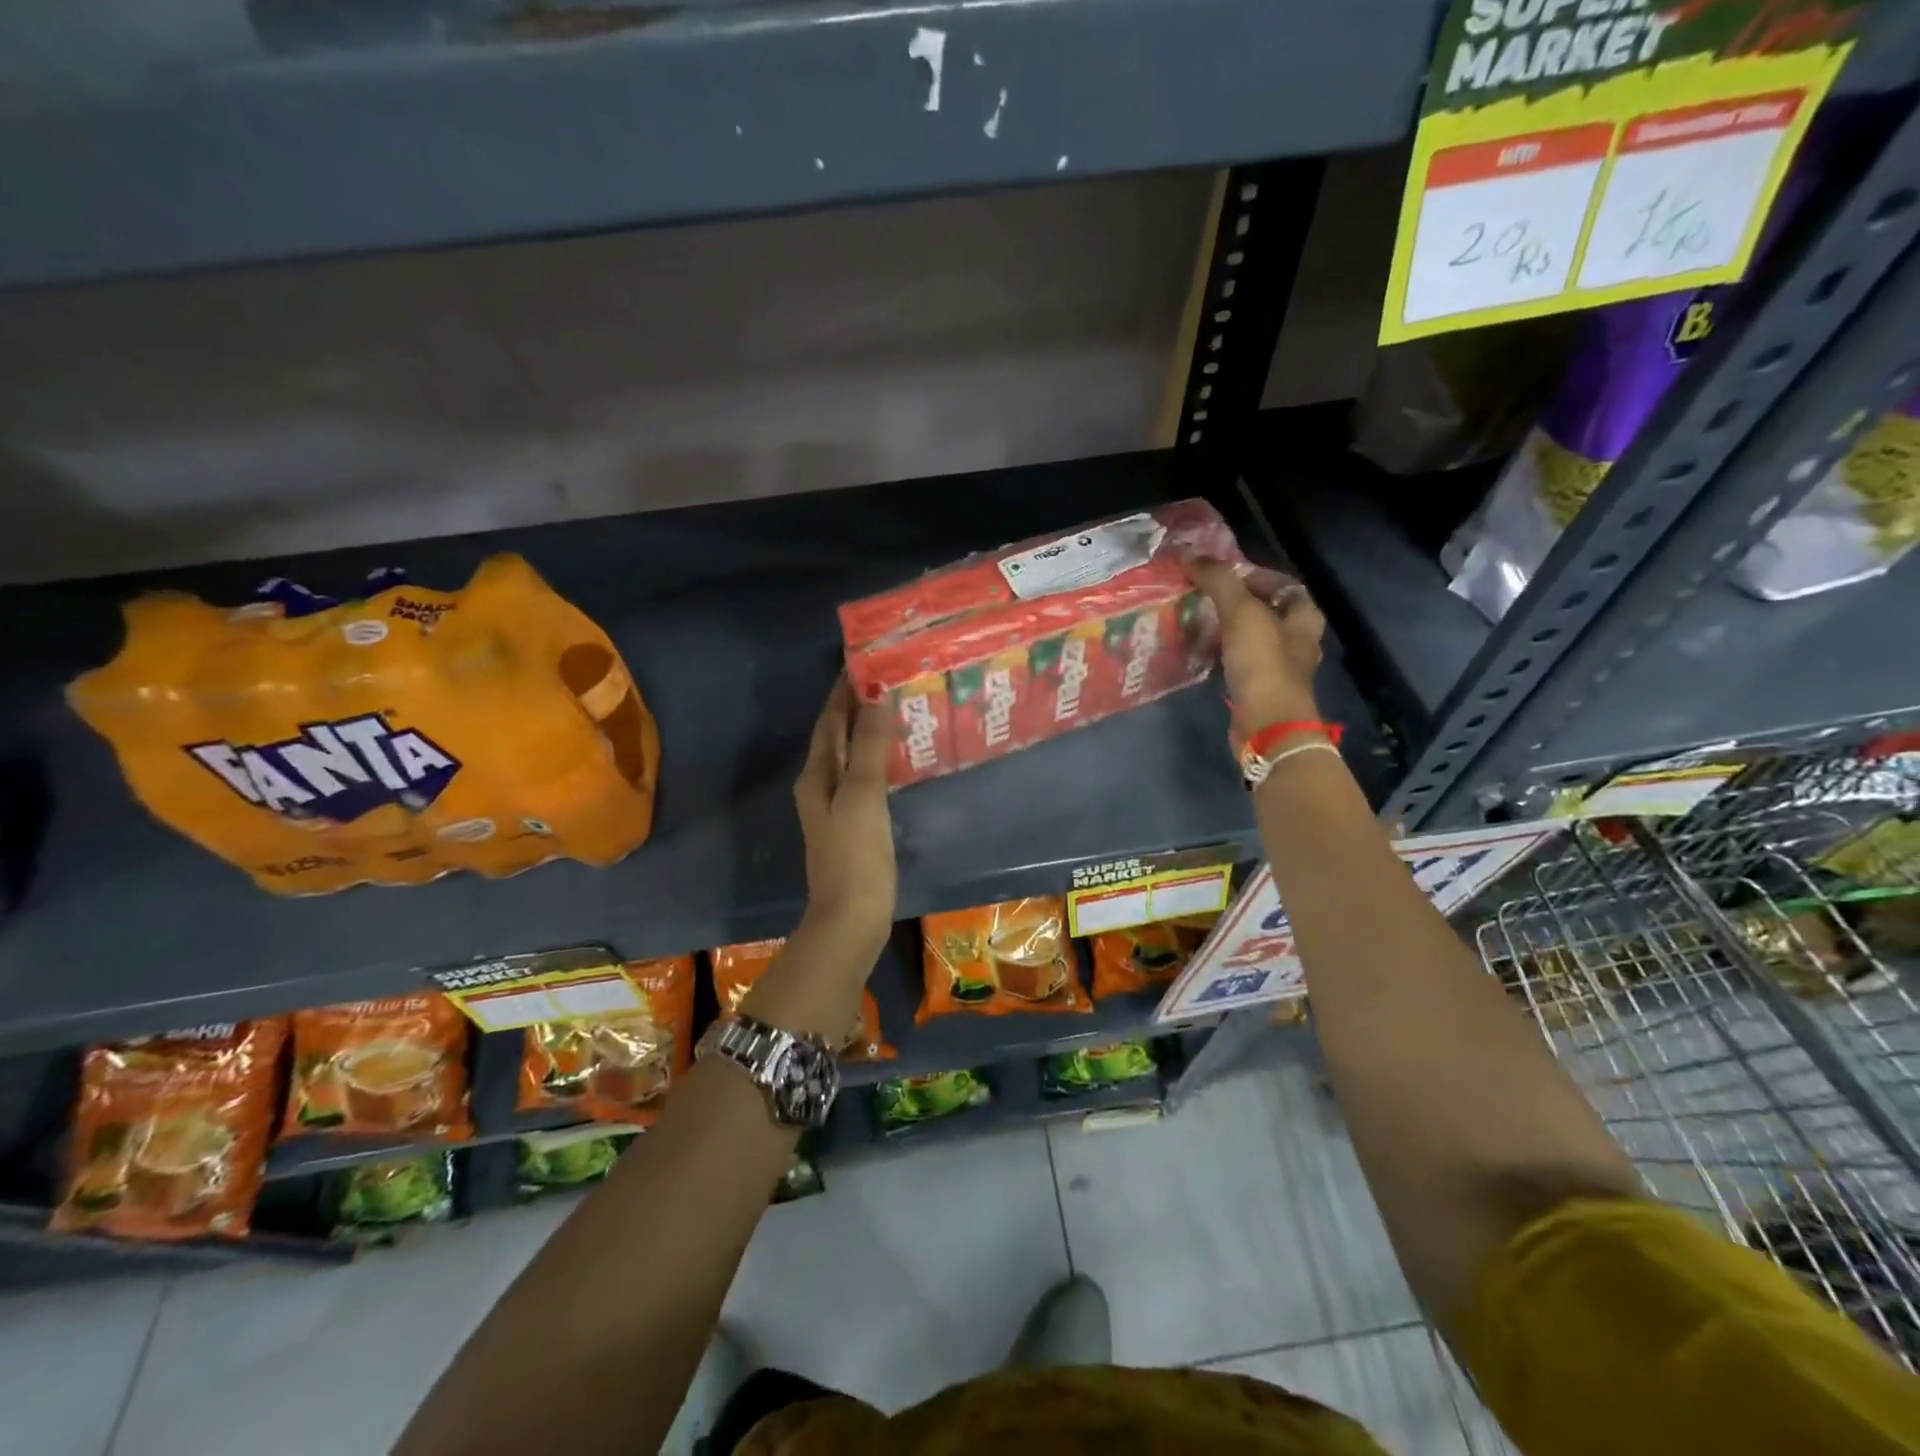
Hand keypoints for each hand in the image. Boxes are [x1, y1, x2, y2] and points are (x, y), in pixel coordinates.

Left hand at [792, 677, 897, 959]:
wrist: (851, 919)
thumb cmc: (855, 855)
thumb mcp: (862, 796)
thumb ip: (867, 746)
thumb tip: (874, 695)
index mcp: (817, 775)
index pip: (829, 720)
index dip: (843, 690)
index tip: (864, 659)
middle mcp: (821, 785)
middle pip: (837, 735)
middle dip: (857, 706)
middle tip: (889, 677)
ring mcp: (837, 807)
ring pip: (851, 756)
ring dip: (868, 730)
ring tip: (898, 707)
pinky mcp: (856, 825)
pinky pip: (865, 778)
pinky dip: (878, 758)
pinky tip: (898, 757)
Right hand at [1183, 555, 1325, 736]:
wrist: (1267, 724)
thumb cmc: (1263, 664)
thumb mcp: (1241, 613)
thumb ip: (1218, 580)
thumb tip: (1189, 553)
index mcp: (1304, 616)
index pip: (1282, 583)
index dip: (1254, 574)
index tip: (1222, 575)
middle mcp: (1298, 640)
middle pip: (1268, 610)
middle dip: (1238, 602)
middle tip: (1206, 596)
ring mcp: (1281, 668)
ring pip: (1254, 637)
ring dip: (1230, 629)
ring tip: (1200, 620)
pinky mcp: (1261, 689)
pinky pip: (1242, 662)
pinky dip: (1225, 654)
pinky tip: (1205, 652)